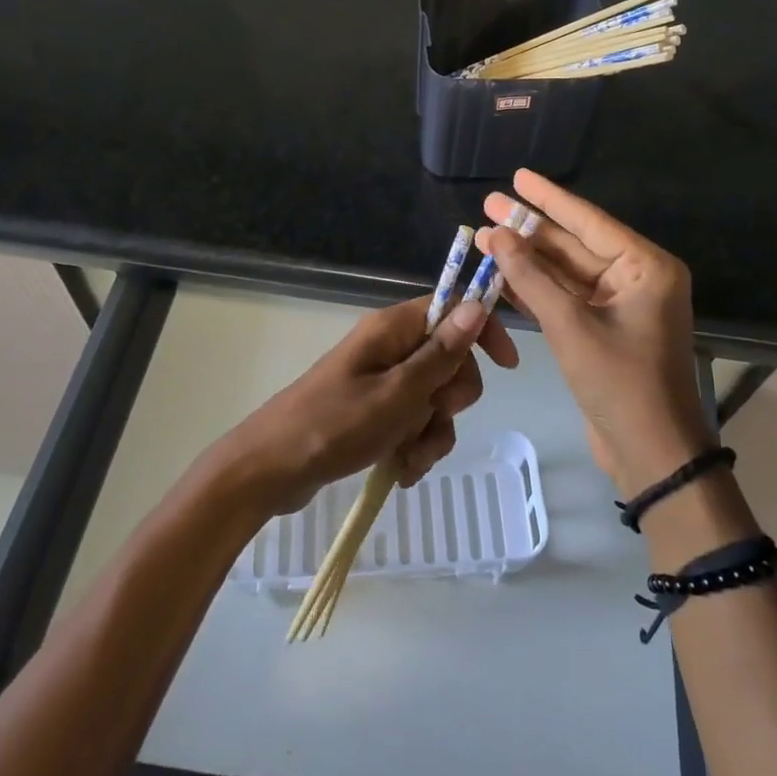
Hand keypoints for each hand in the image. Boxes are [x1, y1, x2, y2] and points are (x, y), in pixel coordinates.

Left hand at [219, 295, 518, 514]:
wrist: (270, 470)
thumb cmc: (334, 425)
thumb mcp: (397, 393)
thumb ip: (440, 353)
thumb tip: (476, 305)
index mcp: (393, 329)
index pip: (452, 309)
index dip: (482, 332)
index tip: (506, 366)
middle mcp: (390, 348)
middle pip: (449, 360)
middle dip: (451, 398)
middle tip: (431, 416)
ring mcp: (381, 381)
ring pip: (434, 399)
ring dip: (432, 431)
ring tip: (408, 457)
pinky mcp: (373, 412)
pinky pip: (413, 422)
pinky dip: (414, 445)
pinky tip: (399, 469)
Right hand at [481, 169, 711, 497]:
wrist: (652, 456)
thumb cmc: (620, 384)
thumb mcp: (571, 326)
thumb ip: (532, 278)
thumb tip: (497, 235)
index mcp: (646, 267)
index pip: (588, 221)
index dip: (549, 198)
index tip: (518, 176)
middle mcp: (636, 278)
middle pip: (574, 244)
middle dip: (530, 229)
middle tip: (487, 205)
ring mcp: (620, 305)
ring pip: (566, 272)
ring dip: (527, 259)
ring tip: (484, 236)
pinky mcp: (603, 329)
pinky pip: (566, 298)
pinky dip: (536, 289)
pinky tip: (501, 275)